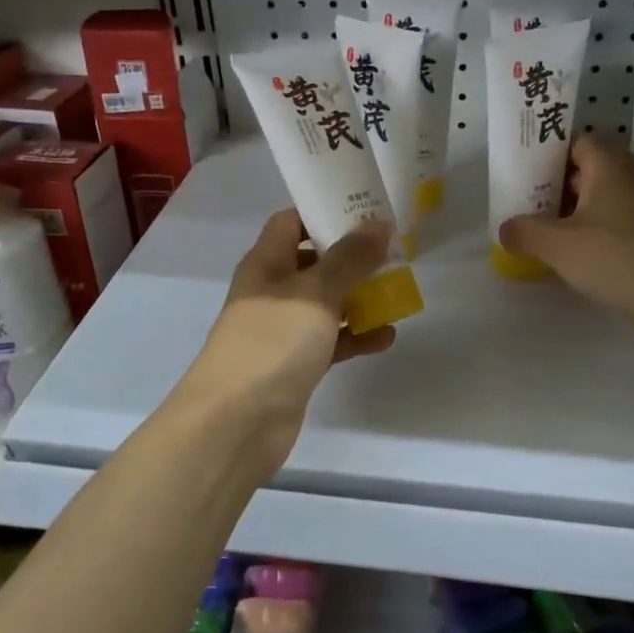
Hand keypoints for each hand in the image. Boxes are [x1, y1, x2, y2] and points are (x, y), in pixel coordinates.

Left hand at [180, 211, 396, 462]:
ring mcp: (282, 330)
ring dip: (358, 297)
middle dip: (350, 256)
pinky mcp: (295, 364)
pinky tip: (387, 336)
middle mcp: (272, 292)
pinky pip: (330, 341)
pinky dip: (355, 337)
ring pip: (325, 303)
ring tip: (397, 291)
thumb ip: (349, 258)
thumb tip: (377, 223)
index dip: (324, 212)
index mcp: (265, 263)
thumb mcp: (315, 292)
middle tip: (393, 251)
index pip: (291, 222)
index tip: (365, 210)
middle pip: (313, 262)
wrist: (236, 422)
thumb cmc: (273, 342)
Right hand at [497, 136, 633, 342]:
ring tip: (536, 228)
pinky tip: (564, 253)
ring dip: (568, 212)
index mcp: (607, 165)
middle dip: (553, 184)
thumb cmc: (612, 255)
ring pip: (595, 200)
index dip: (548, 152)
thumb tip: (506, 229)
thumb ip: (524, 231)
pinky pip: (607, 225)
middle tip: (522, 200)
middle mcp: (627, 179)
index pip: (576, 141)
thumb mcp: (556, 243)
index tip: (522, 169)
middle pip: (584, 170)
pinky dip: (585, 233)